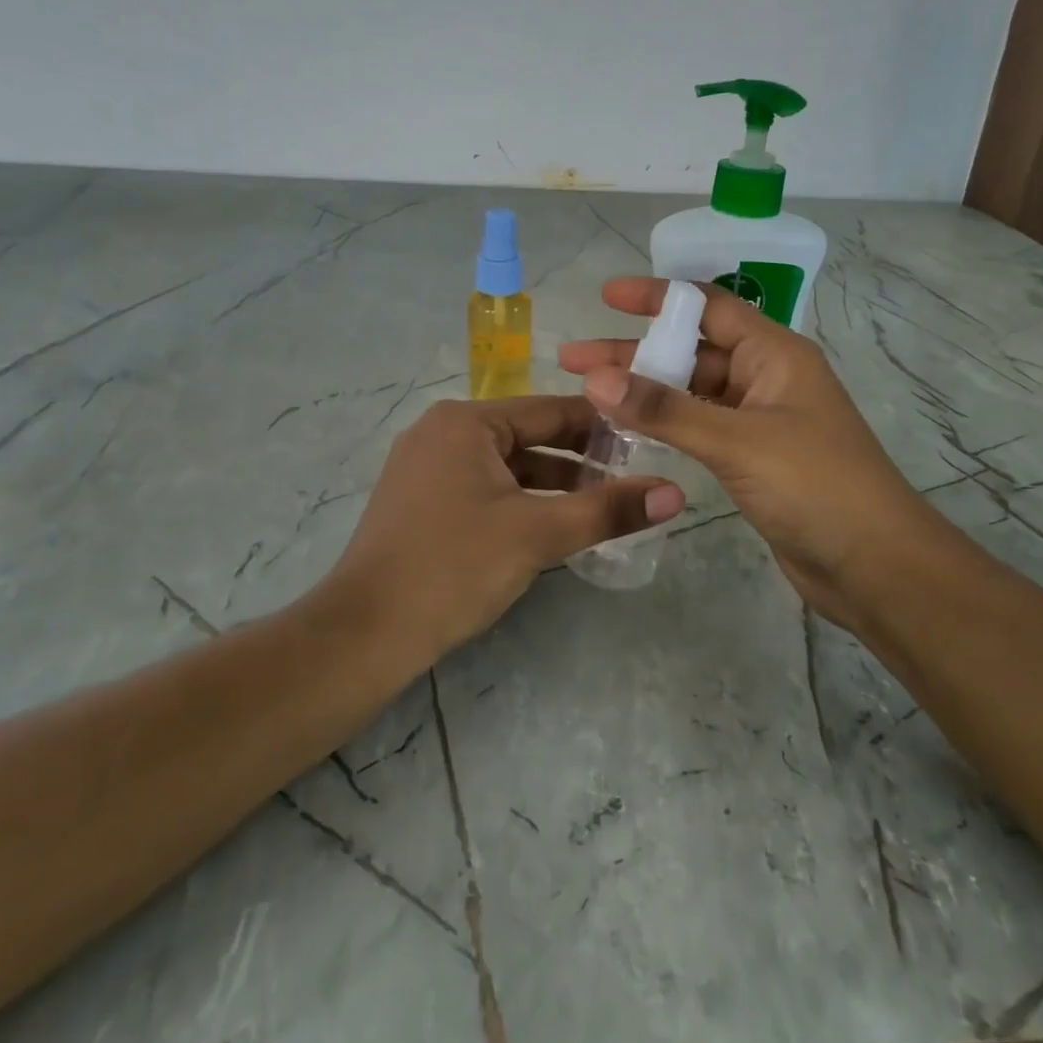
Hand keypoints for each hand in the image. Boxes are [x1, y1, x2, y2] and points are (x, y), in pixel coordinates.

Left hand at [333, 395, 684, 657]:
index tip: (647, 440)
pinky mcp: (420, 501)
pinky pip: (483, 487)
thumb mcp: (538, 533)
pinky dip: (519, 499)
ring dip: (551, 483)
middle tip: (632, 477)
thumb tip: (676, 492)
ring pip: (505, 465)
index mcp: (466, 422)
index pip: (551, 410)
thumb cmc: (454, 567)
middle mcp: (441, 432)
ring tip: (600, 504)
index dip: (602, 425)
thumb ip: (607, 510)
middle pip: (527, 436)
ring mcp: (426, 467)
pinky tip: (550, 524)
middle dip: (579, 458)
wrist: (366, 632)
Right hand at [560, 279, 949, 630]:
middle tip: (573, 361)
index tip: (606, 297)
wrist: (872, 564)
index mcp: (774, 354)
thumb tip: (596, 379)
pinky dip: (664, 425)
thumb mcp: (737, 440)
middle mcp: (765, 378)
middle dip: (634, 352)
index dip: (658, 297)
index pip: (709, 307)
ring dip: (645, 390)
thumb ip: (665, 410)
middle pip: (691, 351)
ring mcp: (759, 420)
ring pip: (691, 392)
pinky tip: (627, 430)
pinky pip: (698, 427)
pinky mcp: (752, 458)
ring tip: (588, 395)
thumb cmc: (815, 485)